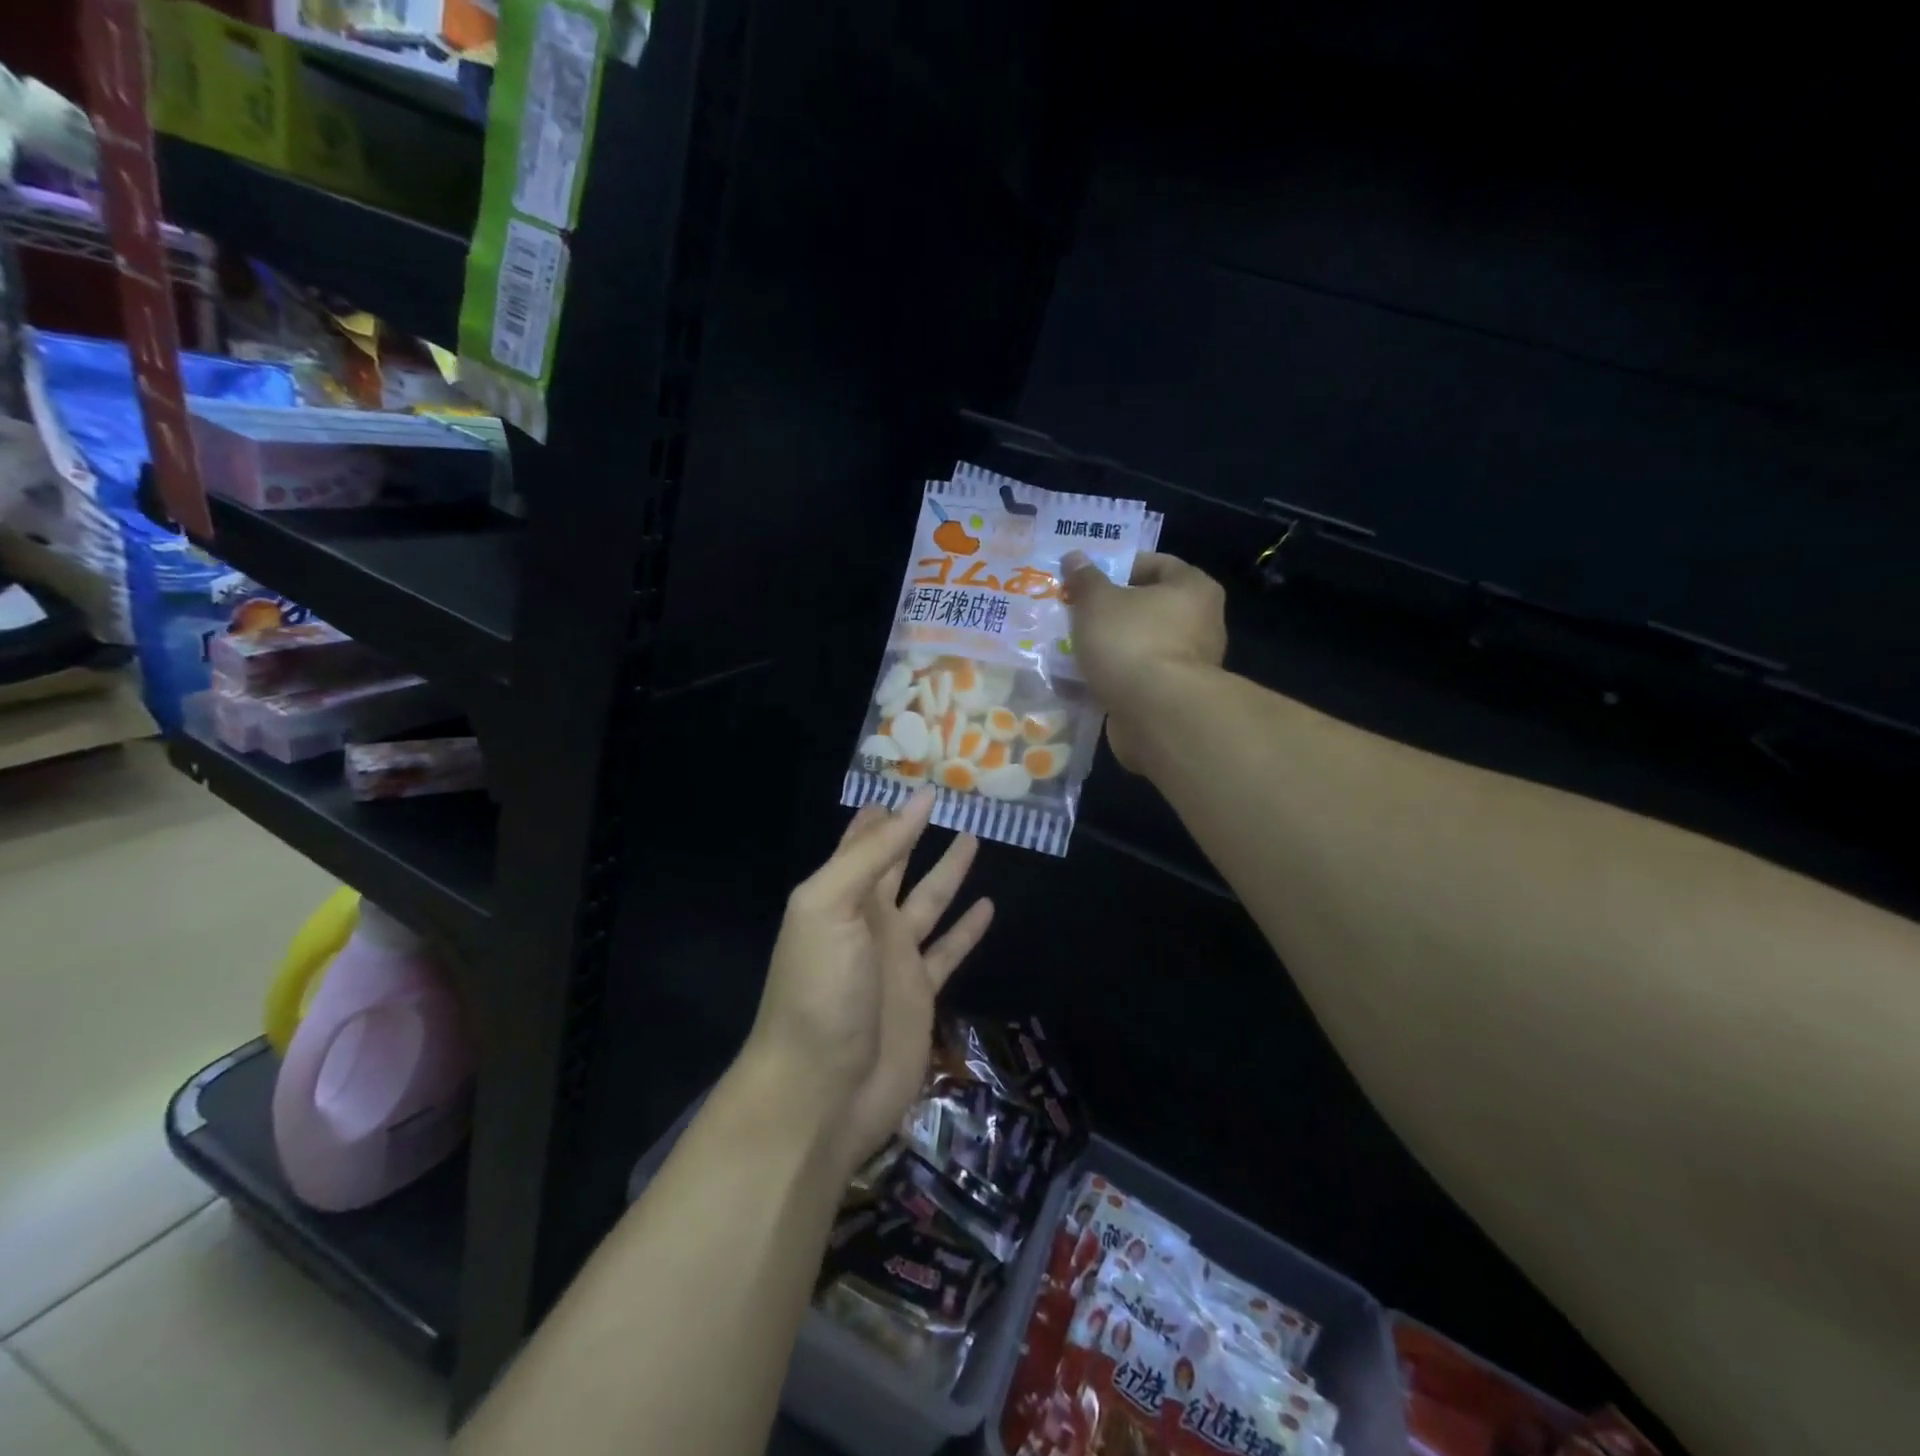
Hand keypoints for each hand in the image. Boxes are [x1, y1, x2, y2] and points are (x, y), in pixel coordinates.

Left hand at [744, 790, 994, 1176]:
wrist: (819, 1092)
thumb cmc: (819, 991)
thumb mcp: (829, 907)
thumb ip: (872, 855)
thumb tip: (915, 800)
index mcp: (839, 893)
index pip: (865, 838)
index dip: (886, 809)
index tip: (914, 775)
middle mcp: (868, 918)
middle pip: (898, 863)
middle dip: (917, 831)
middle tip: (952, 795)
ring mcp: (896, 957)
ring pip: (930, 901)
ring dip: (949, 870)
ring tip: (975, 836)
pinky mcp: (921, 993)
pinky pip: (949, 951)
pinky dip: (967, 930)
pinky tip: (988, 906)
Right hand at [1062, 550, 1227, 770]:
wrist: (1156, 715)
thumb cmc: (1131, 642)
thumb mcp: (1097, 602)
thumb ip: (1085, 579)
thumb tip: (1075, 557)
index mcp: (1193, 588)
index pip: (1157, 564)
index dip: (1120, 567)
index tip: (1087, 580)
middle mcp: (1201, 623)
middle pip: (1148, 608)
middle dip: (1111, 612)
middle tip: (1076, 614)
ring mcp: (1190, 665)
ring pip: (1140, 646)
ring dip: (1110, 648)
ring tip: (1073, 649)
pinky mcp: (1173, 698)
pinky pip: (1137, 679)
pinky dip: (1113, 678)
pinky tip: (1082, 682)